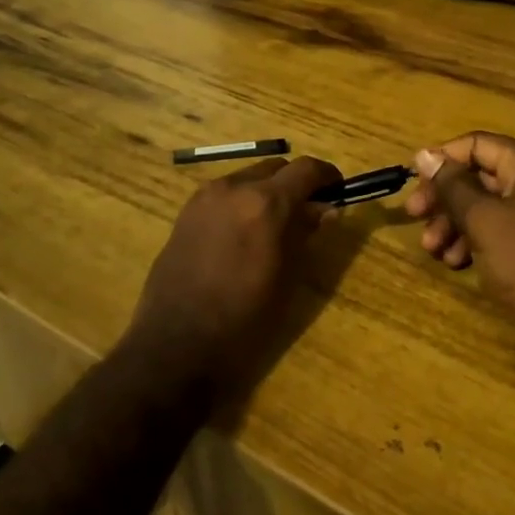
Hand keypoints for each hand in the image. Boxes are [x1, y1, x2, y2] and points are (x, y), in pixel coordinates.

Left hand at [123, 155, 341, 395]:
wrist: (176, 346)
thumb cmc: (244, 320)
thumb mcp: (288, 278)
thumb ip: (306, 234)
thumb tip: (327, 210)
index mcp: (265, 203)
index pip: (307, 169)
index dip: (328, 176)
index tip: (338, 191)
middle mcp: (234, 188)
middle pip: (276, 167)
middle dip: (296, 183)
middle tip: (308, 212)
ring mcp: (205, 198)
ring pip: (248, 177)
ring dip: (267, 191)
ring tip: (275, 226)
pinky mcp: (185, 213)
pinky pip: (224, 195)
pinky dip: (242, 202)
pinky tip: (243, 234)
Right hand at [405, 133, 514, 364]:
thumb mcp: (484, 219)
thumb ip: (452, 185)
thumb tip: (424, 154)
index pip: (476, 145)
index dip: (442, 160)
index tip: (413, 183)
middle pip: (478, 177)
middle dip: (444, 198)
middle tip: (414, 217)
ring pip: (484, 207)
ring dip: (453, 224)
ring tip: (433, 250)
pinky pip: (497, 232)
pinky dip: (473, 242)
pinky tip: (455, 263)